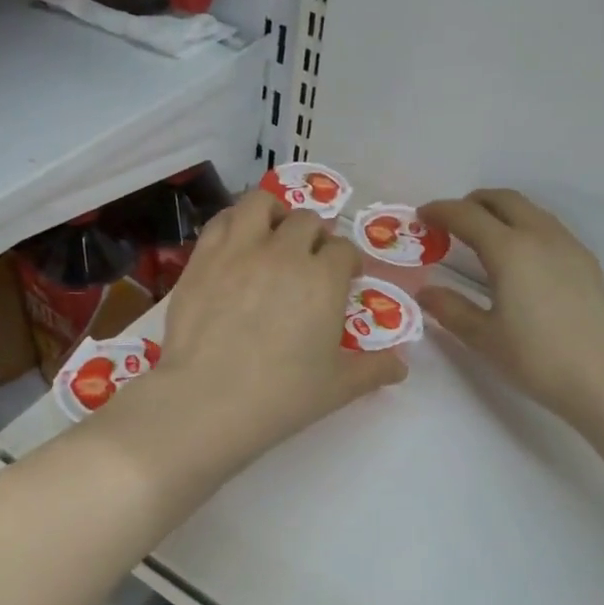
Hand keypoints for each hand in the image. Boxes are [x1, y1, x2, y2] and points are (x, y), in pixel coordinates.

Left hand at [105, 190, 405, 481]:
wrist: (207, 400)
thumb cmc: (280, 396)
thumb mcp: (337, 387)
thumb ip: (374, 370)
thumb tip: (401, 366)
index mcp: (323, 278)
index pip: (343, 250)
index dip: (347, 261)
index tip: (345, 276)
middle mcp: (283, 251)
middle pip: (306, 222)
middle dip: (315, 236)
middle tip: (310, 259)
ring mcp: (239, 250)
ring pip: (261, 203)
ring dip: (275, 213)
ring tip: (274, 233)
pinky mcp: (202, 258)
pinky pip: (222, 220)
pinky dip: (236, 222)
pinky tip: (237, 241)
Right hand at [418, 189, 603, 427]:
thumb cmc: (537, 358)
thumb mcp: (483, 337)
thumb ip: (450, 309)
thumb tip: (426, 292)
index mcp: (509, 250)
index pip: (467, 215)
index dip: (440, 211)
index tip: (422, 216)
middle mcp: (540, 235)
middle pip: (502, 199)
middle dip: (472, 203)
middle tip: (450, 222)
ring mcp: (568, 245)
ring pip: (529, 209)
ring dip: (500, 212)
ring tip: (481, 237)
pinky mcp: (585, 260)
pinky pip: (547, 226)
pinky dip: (523, 226)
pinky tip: (518, 258)